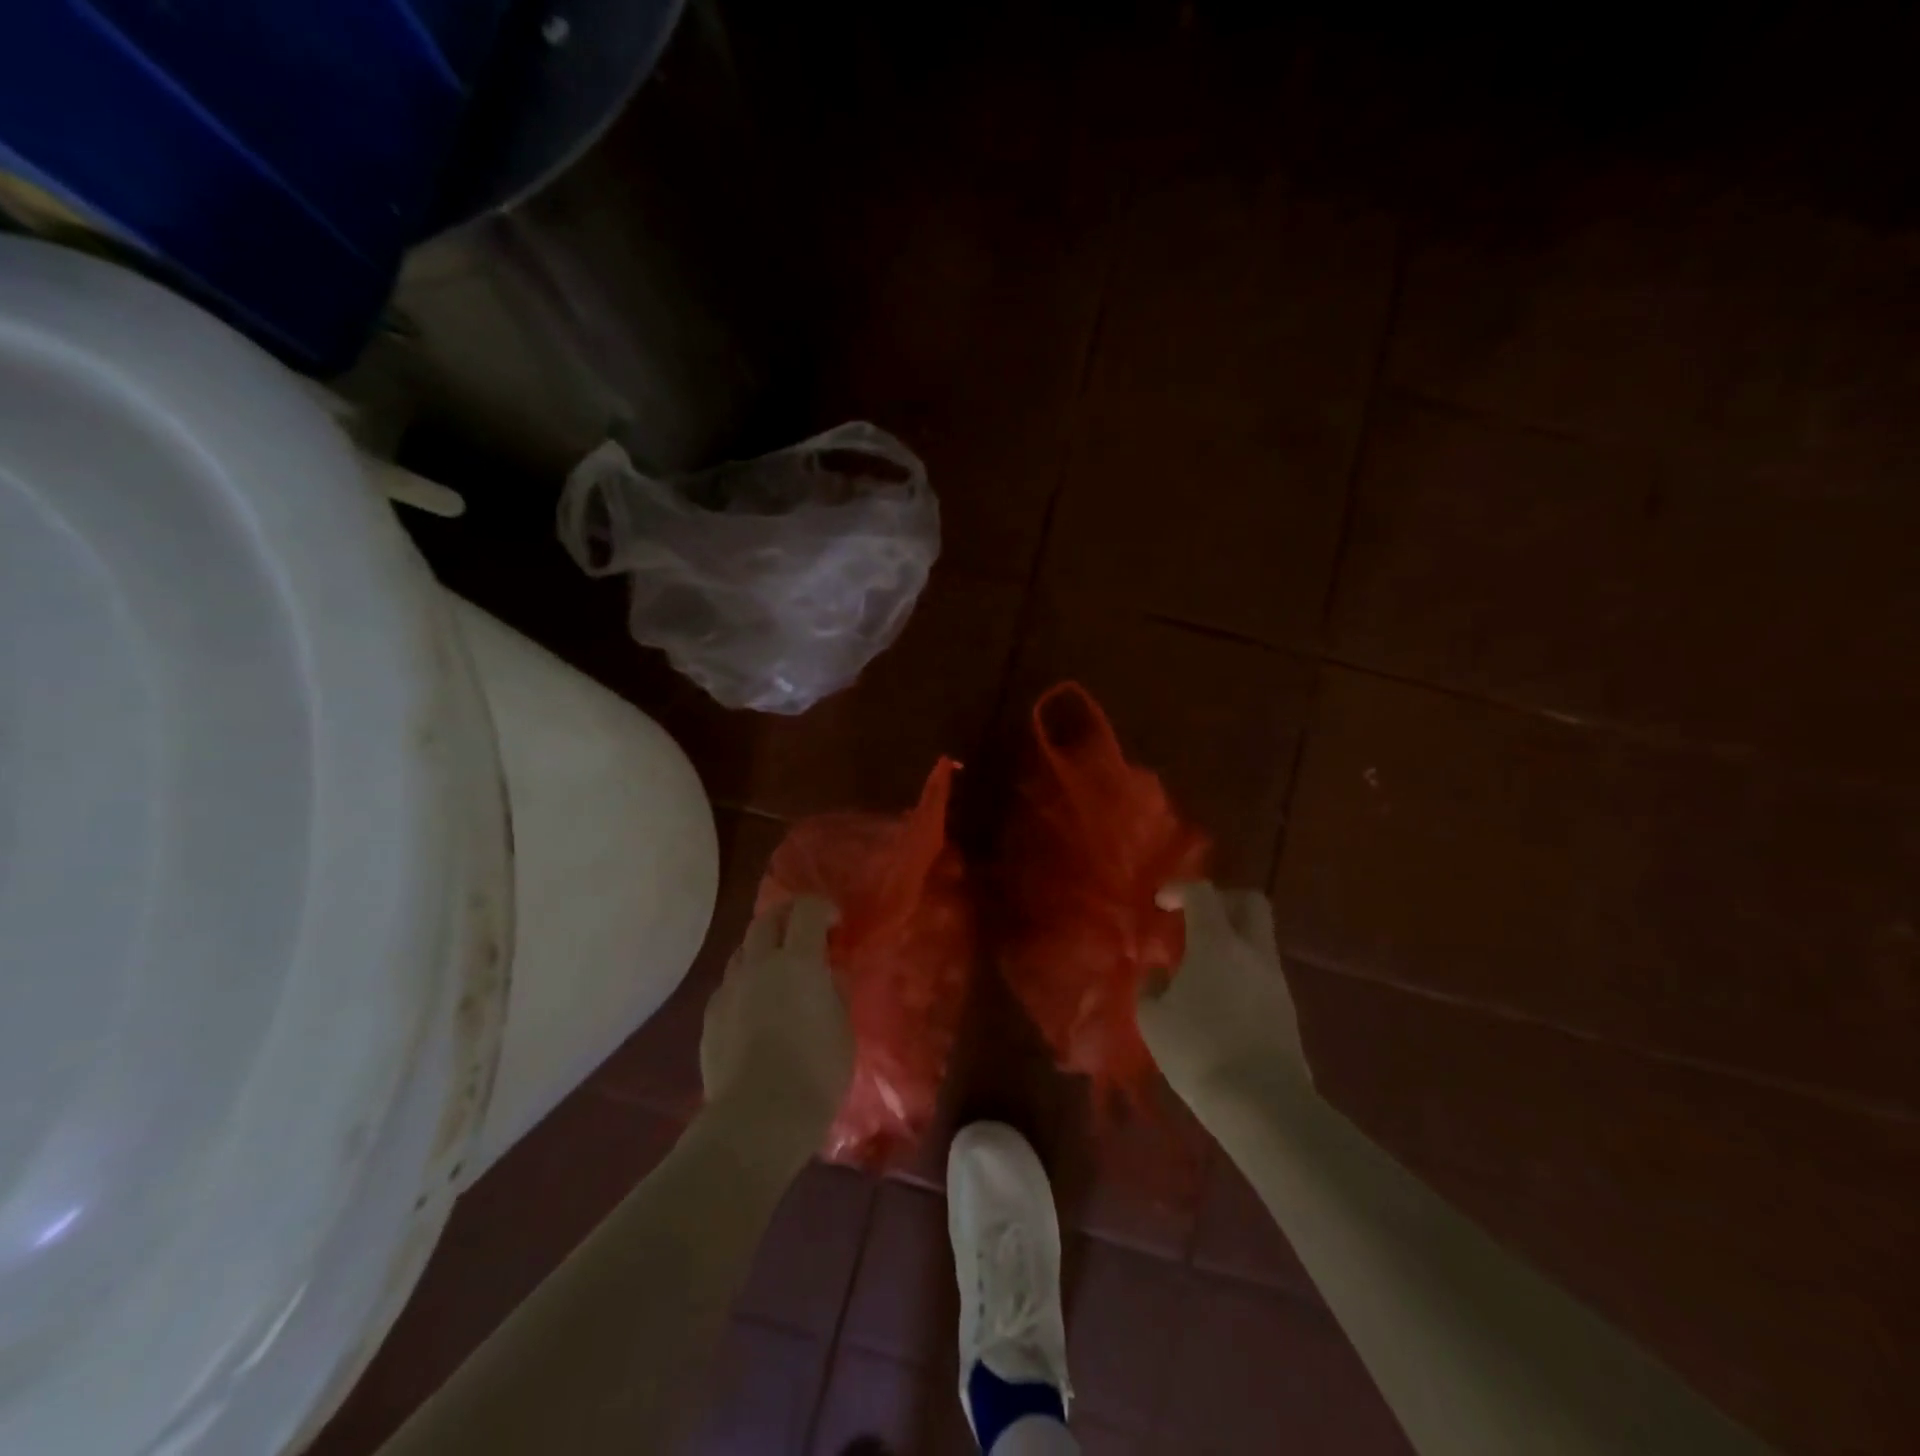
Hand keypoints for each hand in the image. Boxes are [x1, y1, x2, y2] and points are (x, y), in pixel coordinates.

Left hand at [700, 897, 854, 1145]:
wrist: (757, 1119)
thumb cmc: (815, 1072)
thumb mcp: (842, 1030)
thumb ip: (836, 993)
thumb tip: (830, 975)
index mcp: (798, 961)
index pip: (806, 910)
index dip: (822, 908)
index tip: (835, 923)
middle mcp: (759, 965)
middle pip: (766, 920)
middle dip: (787, 916)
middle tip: (804, 932)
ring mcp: (729, 990)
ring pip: (742, 950)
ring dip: (762, 948)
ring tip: (778, 970)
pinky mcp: (710, 1017)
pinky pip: (729, 985)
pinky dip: (745, 982)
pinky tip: (755, 1007)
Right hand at [1138, 882, 1310, 1100]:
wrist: (1263, 1106)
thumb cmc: (1198, 1052)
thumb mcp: (1153, 1019)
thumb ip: (1151, 986)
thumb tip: (1159, 973)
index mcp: (1217, 943)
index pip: (1203, 893)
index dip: (1179, 889)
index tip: (1161, 904)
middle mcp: (1253, 951)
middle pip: (1250, 902)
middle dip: (1222, 901)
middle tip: (1195, 920)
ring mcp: (1276, 981)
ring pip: (1259, 939)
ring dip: (1231, 940)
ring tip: (1201, 968)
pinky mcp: (1288, 1010)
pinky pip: (1263, 972)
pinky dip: (1241, 971)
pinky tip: (1219, 1000)